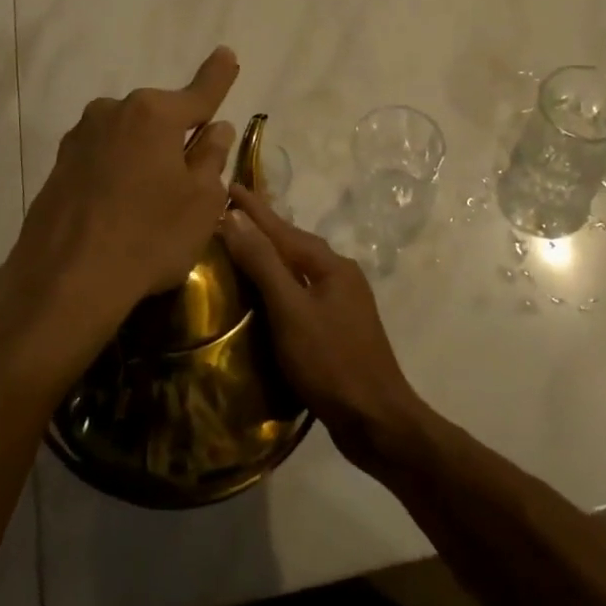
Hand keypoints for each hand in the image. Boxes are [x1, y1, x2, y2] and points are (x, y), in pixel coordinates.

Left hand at [1, 47, 239, 357]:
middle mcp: (113, 111)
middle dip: (176, 136)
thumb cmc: (148, 237)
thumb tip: (216, 128)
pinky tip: (119, 210)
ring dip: (144, 156)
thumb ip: (211, 158)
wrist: (65, 280)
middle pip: (159, 117)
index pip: (198, 93)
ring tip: (149, 203)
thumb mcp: (201, 202)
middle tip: (189, 178)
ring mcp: (80, 137)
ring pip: (128, 138)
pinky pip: (102, 159)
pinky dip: (117, 173)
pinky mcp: (59, 165)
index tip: (227, 54)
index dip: (217, 77)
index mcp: (153, 113)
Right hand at [220, 183, 426, 465]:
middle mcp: (340, 274)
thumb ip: (263, 263)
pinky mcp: (339, 327)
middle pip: (293, 243)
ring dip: (270, 254)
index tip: (228, 184)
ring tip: (242, 245)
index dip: (253, 208)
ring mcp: (343, 302)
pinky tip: (266, 291)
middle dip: (262, 227)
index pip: (282, 228)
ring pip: (298, 267)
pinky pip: (302, 290)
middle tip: (230, 211)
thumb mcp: (290, 310)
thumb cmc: (331, 362)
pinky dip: (280, 282)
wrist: (377, 422)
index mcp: (330, 265)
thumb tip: (234, 216)